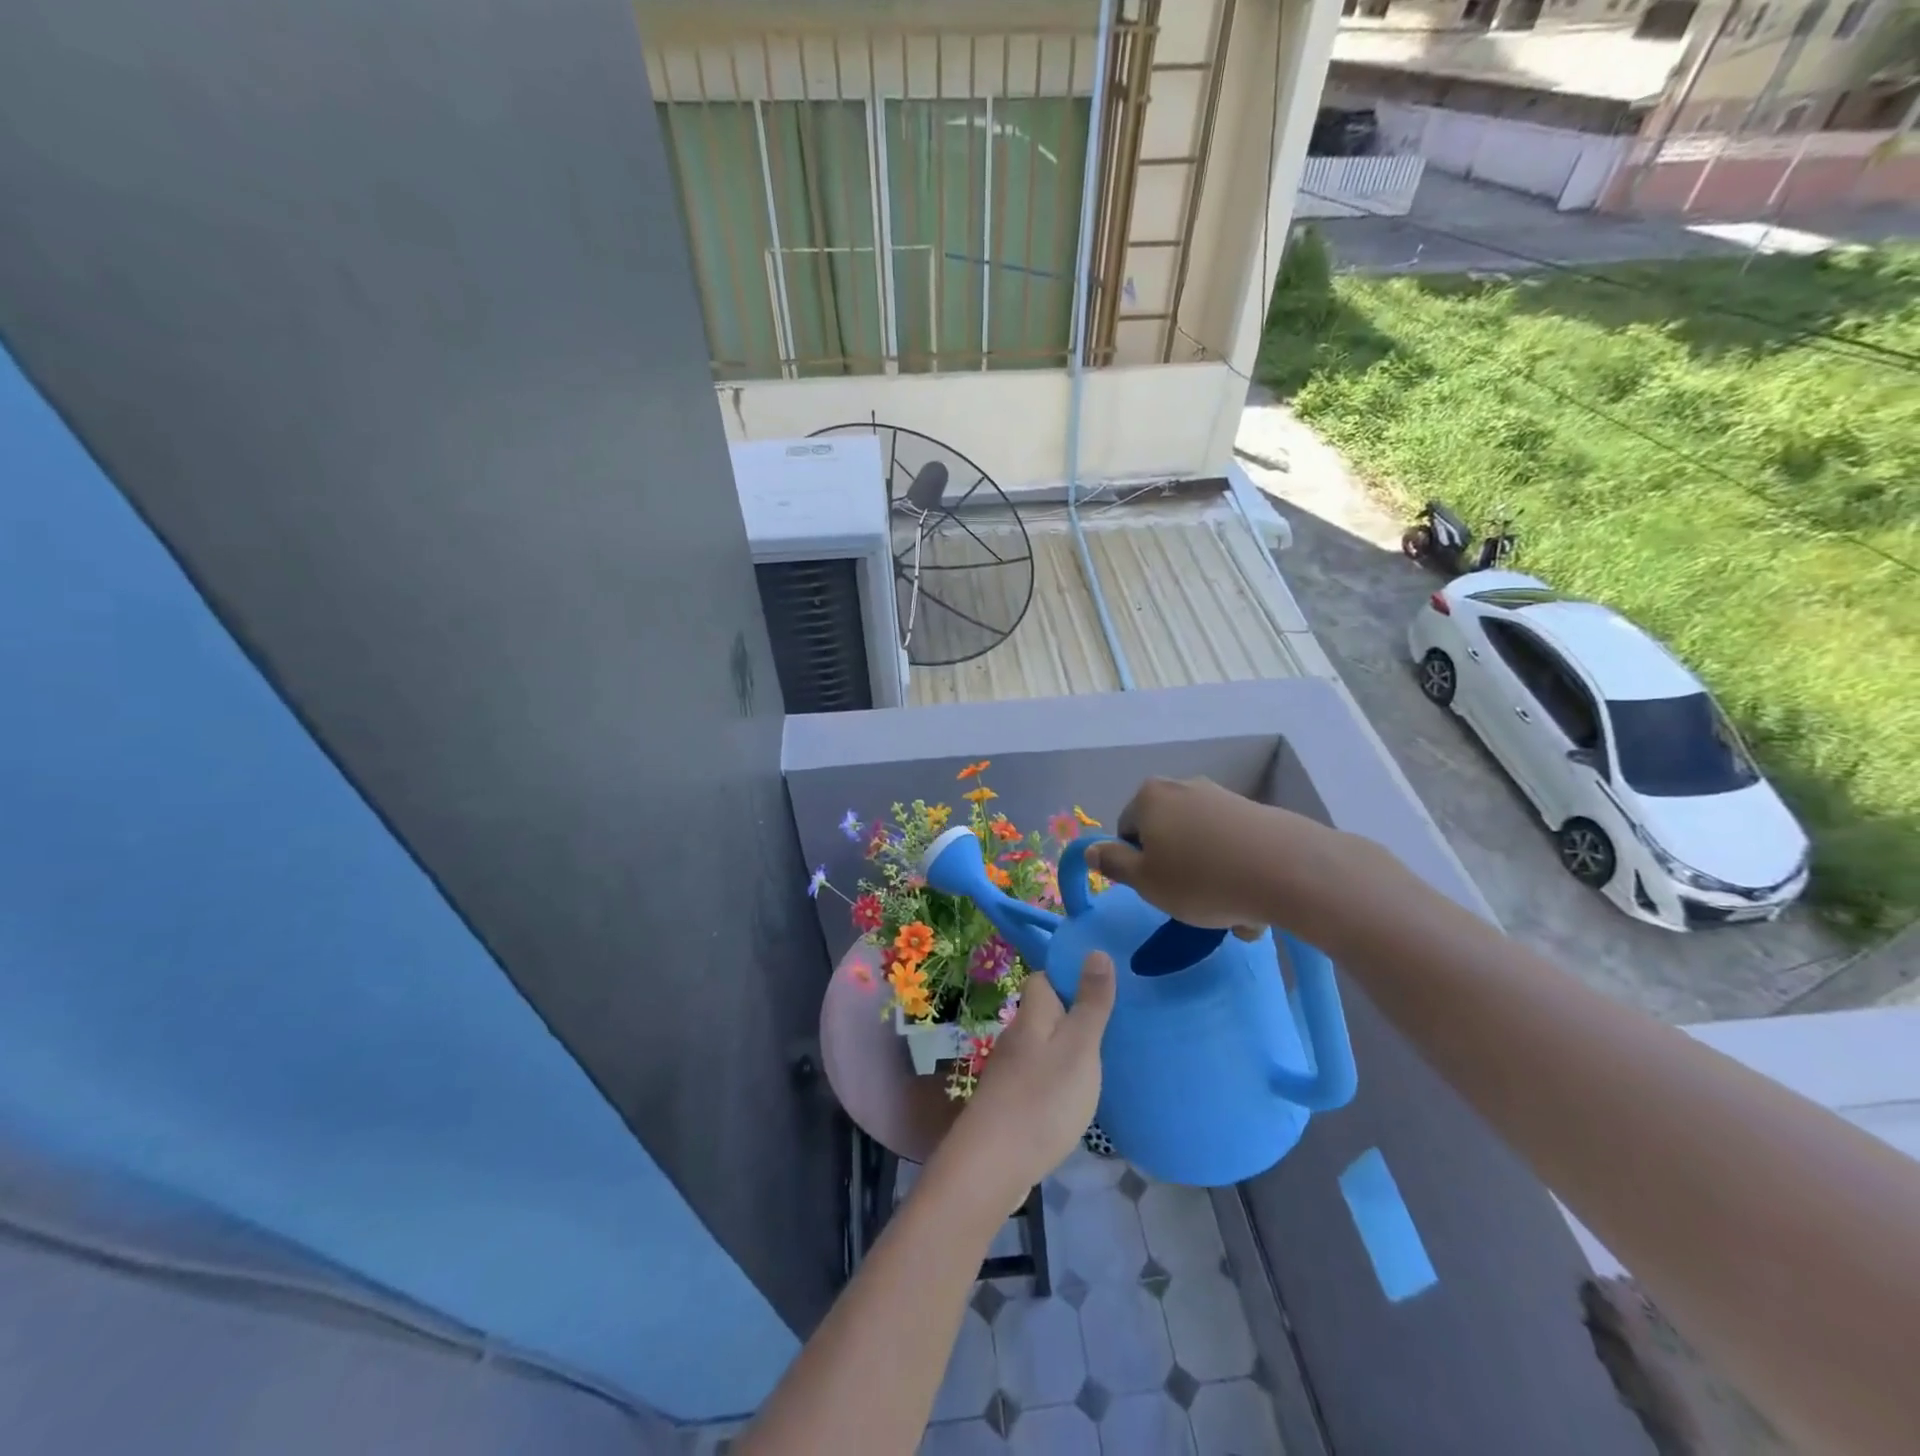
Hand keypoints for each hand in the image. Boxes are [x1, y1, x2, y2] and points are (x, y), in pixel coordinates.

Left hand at [934, 955, 1116, 1211]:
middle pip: (1043, 1013)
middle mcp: (1016, 1037)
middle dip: (1072, 1013)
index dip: (1067, 976)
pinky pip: (1038, 1076)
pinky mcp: (1009, 1103)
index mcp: (1032, 1016)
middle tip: (1112, 1024)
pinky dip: (1057, 1078)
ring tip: (1102, 1059)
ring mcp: (1009, 1072)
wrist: (992, 1164)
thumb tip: (1096, 950)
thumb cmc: (1043, 1098)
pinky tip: (1076, 1095)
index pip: (1042, 979)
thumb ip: (1090, 1003)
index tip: (1100, 984)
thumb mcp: (1079, 1047)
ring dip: (1066, 1048)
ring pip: (1041, 1046)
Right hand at [1086, 777, 1364, 940]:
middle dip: (1176, 871)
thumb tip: (1091, 849)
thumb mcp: (1145, 881)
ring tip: (1231, 914)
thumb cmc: (1201, 879)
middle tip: (1191, 904)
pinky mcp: (1257, 813)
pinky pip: (1234, 848)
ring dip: (1210, 879)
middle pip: (1167, 836)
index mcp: (1149, 797)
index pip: (1127, 832)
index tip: (1158, 890)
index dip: (1137, 865)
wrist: (1288, 870)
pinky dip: (1237, 873)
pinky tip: (1254, 903)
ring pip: (1202, 847)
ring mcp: (1222, 797)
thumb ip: (1113, 864)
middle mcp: (1183, 787)